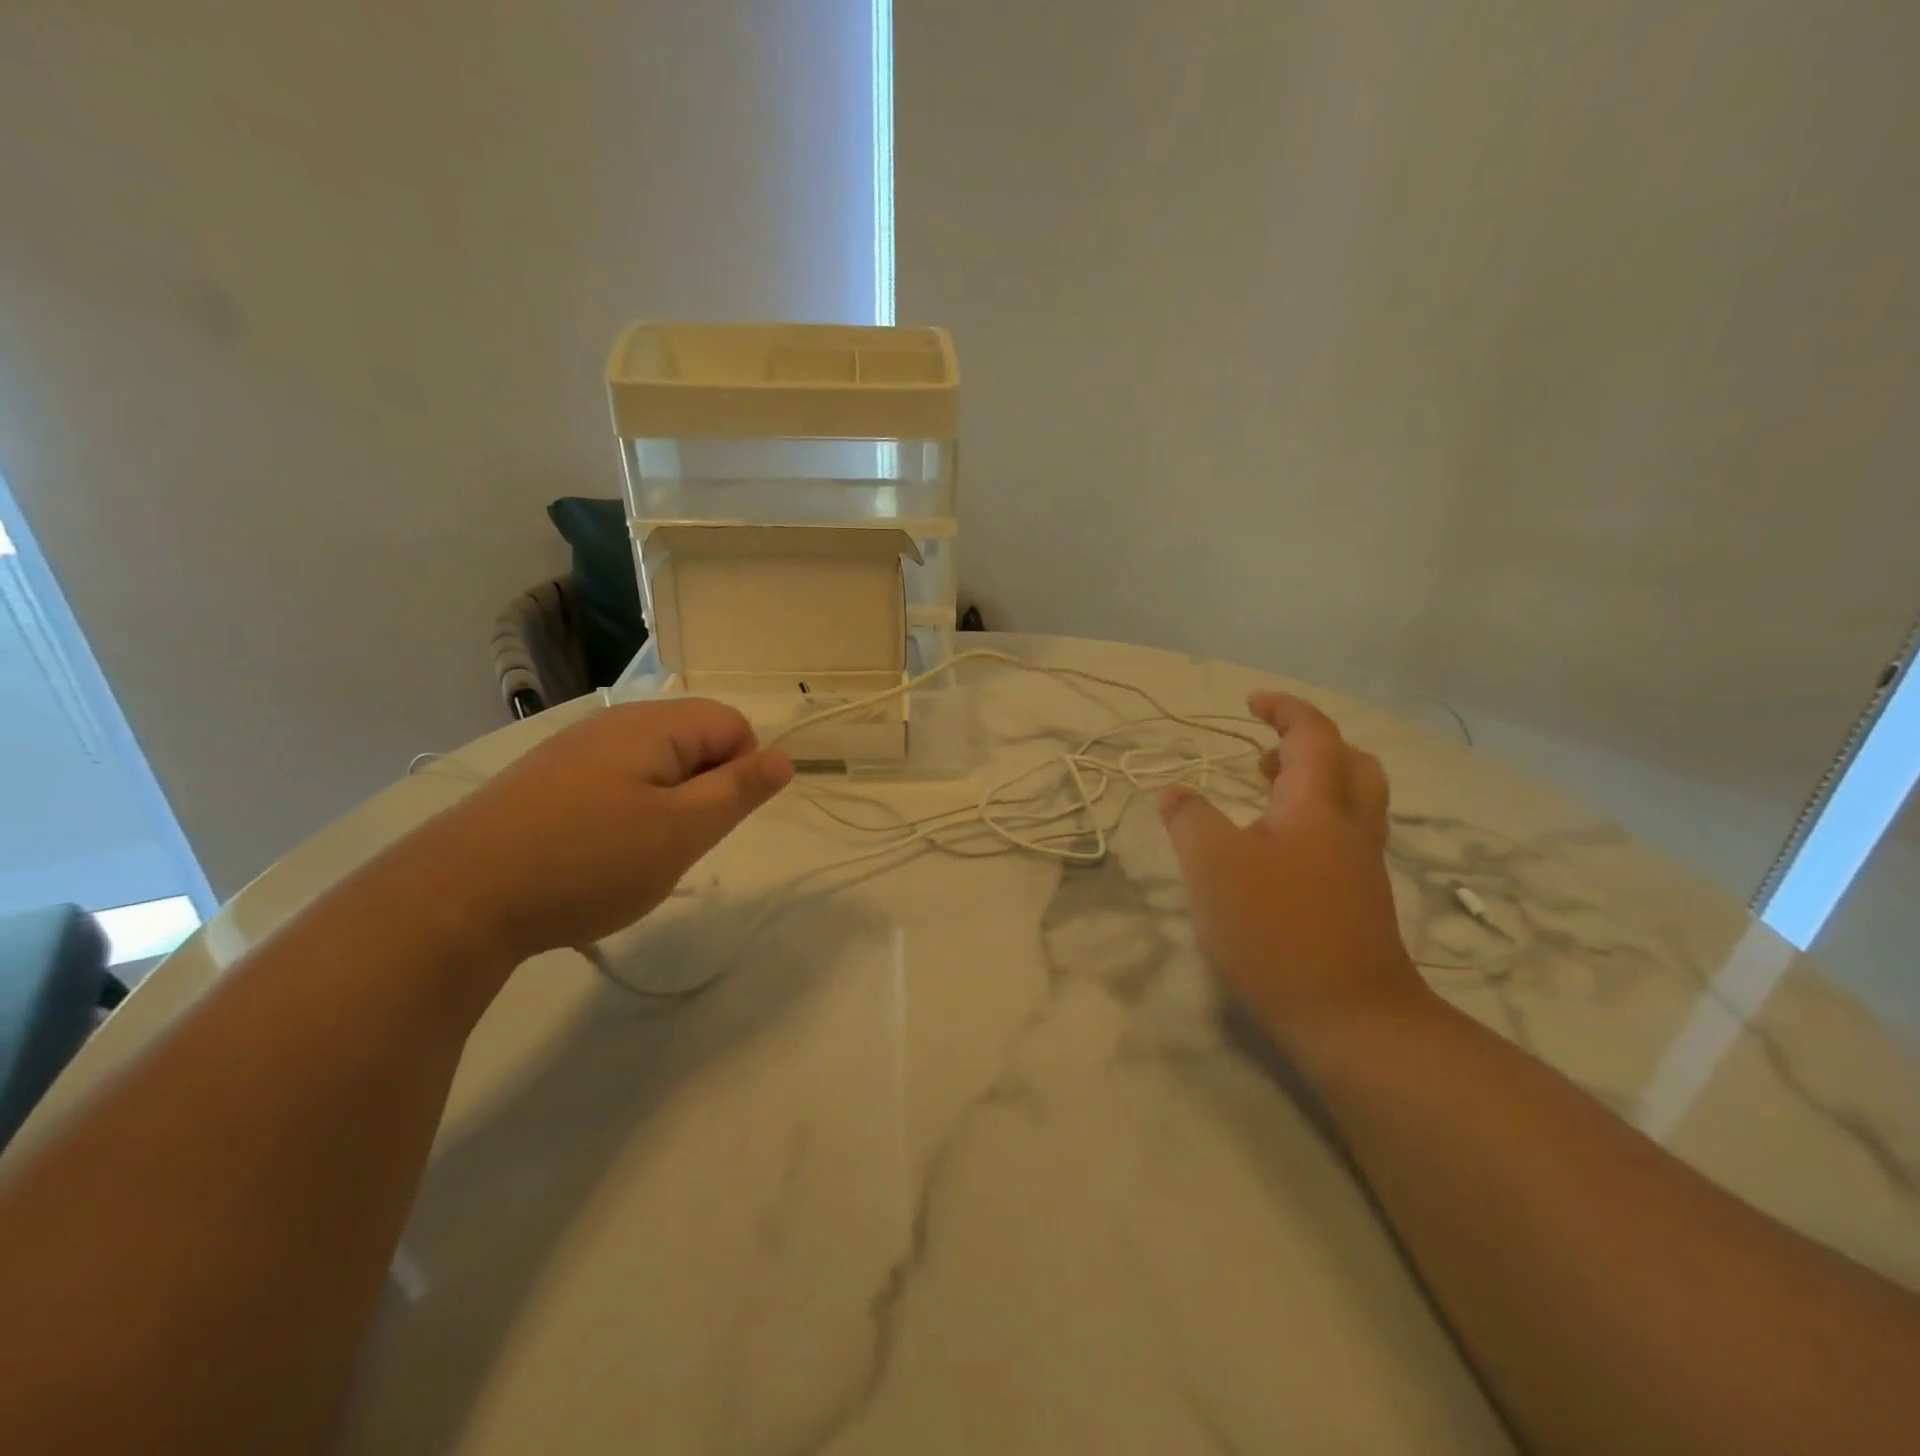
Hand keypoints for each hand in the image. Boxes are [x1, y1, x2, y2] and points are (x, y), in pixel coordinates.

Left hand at [436, 699, 793, 962]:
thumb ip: (740, 789)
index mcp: (654, 725)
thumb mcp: (684, 830)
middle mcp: (614, 724)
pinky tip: (595, 857)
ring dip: (665, 808)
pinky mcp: (544, 783)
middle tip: (678, 843)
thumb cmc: (589, 860)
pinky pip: (613, 786)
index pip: (733, 725)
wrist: (455, 899)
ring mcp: (573, 752)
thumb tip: (784, 756)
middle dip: (703, 791)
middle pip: (693, 741)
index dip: (742, 771)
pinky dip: (624, 816)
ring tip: (637, 855)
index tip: (715, 821)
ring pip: (653, 768)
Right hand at [1159, 691, 1426, 1047]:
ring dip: (1313, 785)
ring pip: (1352, 803)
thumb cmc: (1275, 928)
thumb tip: (1175, 792)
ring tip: (1263, 802)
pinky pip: (1343, 838)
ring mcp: (1361, 866)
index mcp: (1318, 805)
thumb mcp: (1211, 865)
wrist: (1348, 1015)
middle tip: (1263, 758)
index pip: (1313, 734)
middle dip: (1310, 747)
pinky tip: (1275, 856)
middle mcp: (1350, 826)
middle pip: (1351, 763)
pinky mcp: (1360, 901)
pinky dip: (1313, 823)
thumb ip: (1189, 819)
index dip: (1284, 709)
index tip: (1250, 703)